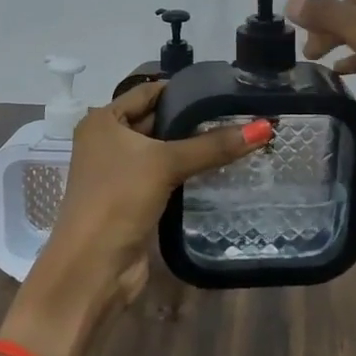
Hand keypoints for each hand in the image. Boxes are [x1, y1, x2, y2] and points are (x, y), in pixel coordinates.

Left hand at [8, 81, 270, 355]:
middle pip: (156, 120)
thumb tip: (263, 128)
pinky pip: (165, 176)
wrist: (93, 267)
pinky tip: (219, 168)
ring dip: (192, 147)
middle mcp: (107, 142)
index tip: (222, 87)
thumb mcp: (165, 164)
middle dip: (192, 119)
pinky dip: (187, 171)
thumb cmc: (119, 200)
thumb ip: (212, 146)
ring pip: (162, 151)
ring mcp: (119, 173)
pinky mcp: (133, 199)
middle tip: (237, 112)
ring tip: (236, 136)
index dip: (183, 89)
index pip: (148, 92)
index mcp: (103, 122)